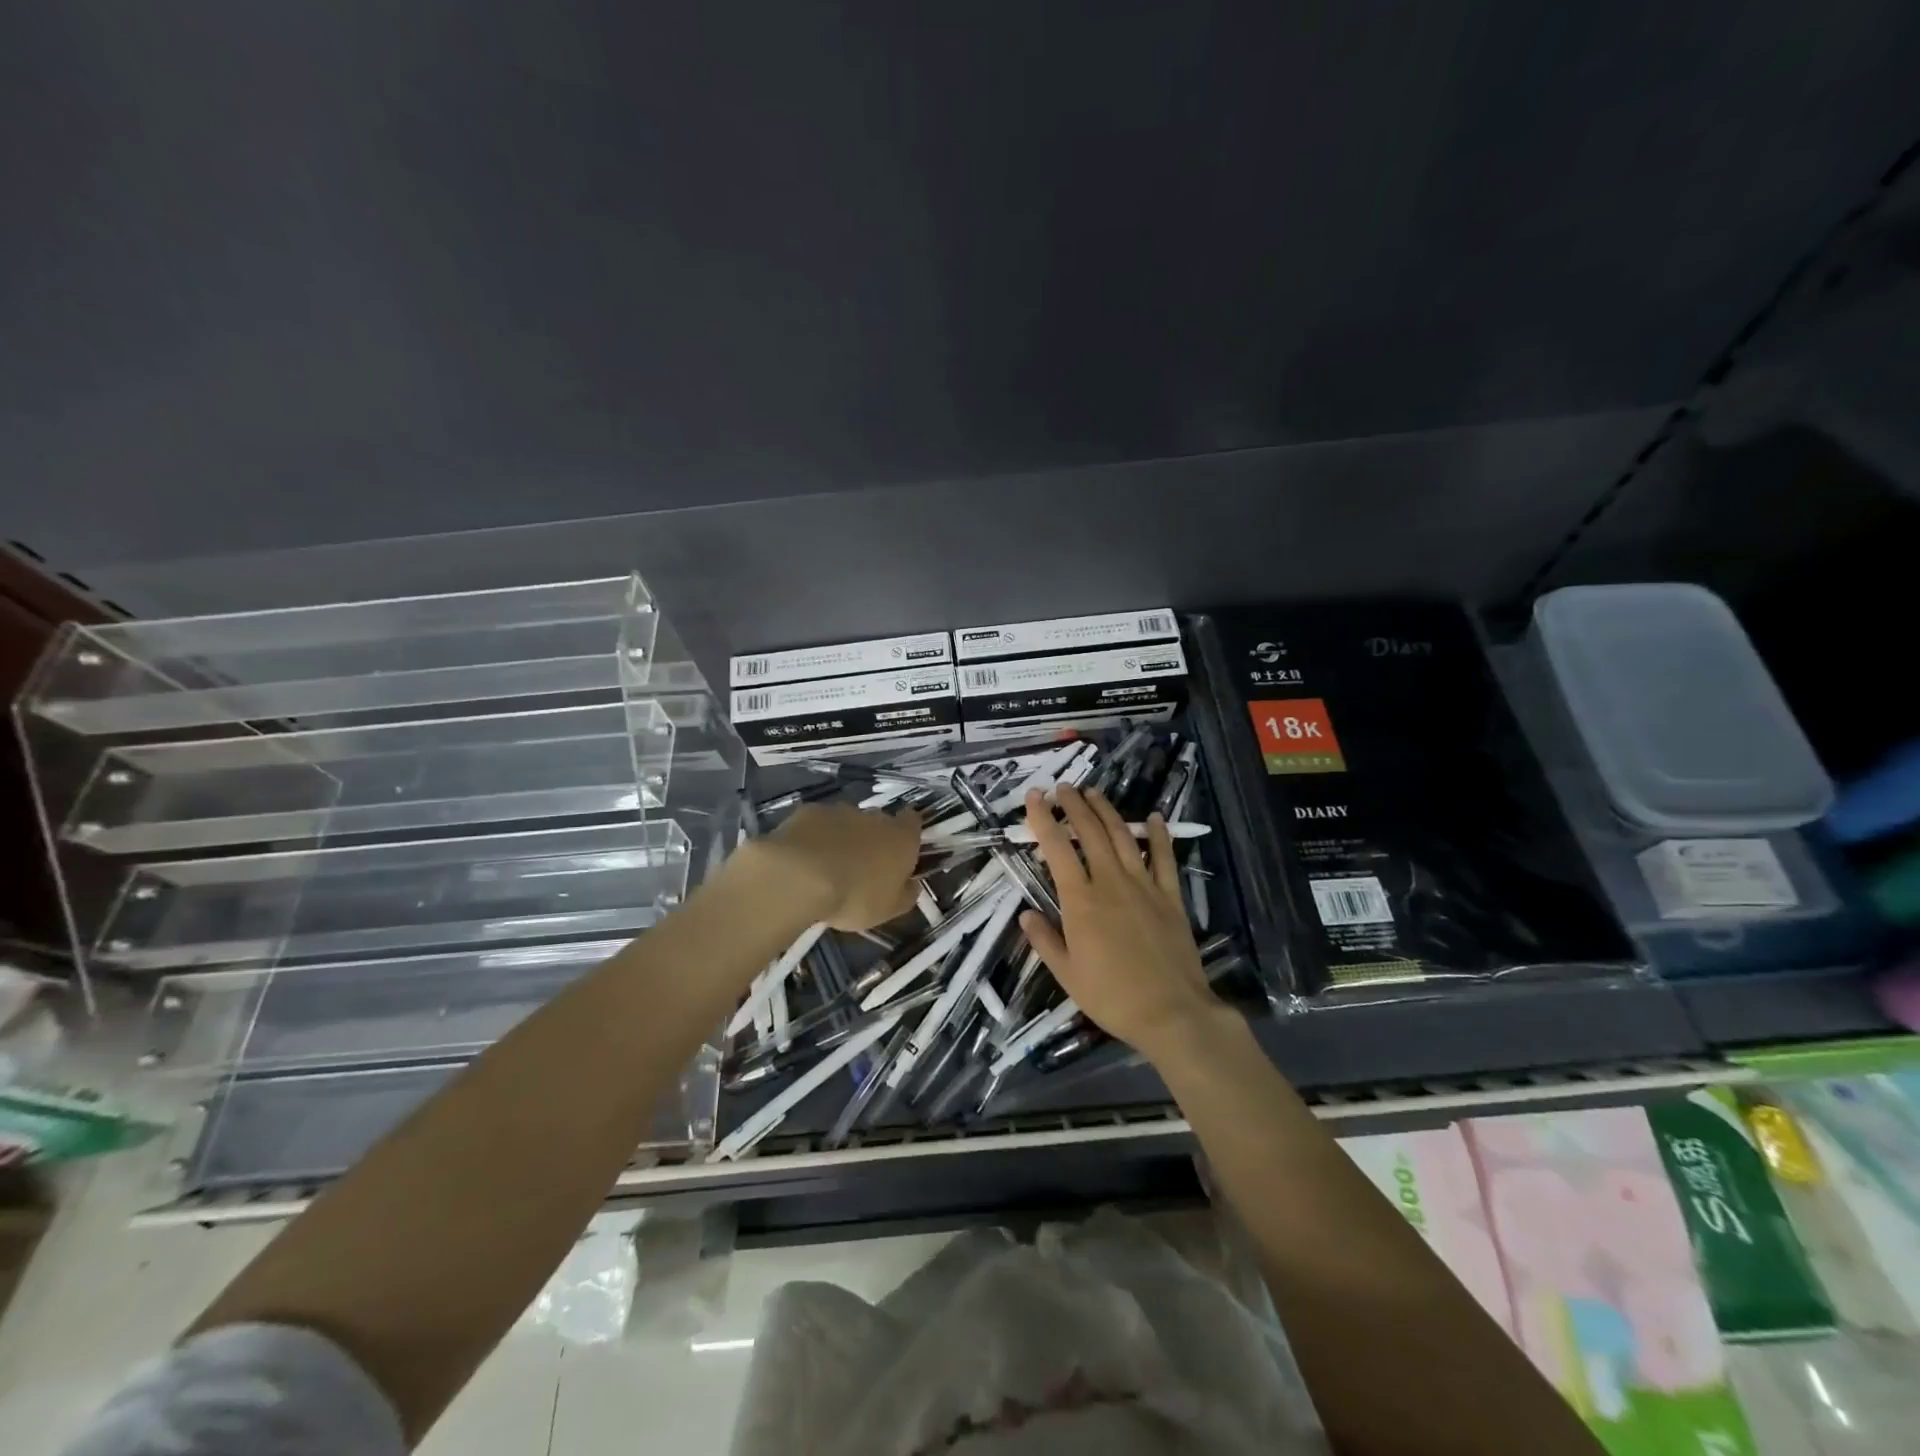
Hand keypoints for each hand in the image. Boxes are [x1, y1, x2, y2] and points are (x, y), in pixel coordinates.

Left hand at [756, 801, 922, 929]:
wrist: (800, 877)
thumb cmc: (854, 897)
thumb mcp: (888, 910)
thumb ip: (906, 895)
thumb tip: (912, 885)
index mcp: (901, 839)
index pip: (912, 822)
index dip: (907, 832)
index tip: (900, 847)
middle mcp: (874, 817)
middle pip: (879, 821)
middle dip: (872, 837)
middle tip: (860, 864)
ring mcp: (840, 811)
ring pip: (846, 820)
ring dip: (842, 836)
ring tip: (827, 863)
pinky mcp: (809, 811)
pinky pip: (817, 822)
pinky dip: (814, 835)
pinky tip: (803, 856)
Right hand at [1019, 785, 1224, 1061]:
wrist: (1171, 1012)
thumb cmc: (1112, 996)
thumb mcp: (1067, 975)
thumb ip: (1045, 940)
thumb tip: (1025, 915)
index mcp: (1080, 900)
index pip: (1056, 848)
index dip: (1042, 819)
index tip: (1034, 796)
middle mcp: (1110, 882)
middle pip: (1089, 832)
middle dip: (1074, 805)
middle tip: (1063, 787)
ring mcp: (1144, 885)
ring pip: (1122, 836)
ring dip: (1107, 811)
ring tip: (1094, 792)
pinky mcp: (1170, 896)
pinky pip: (1164, 857)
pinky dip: (1159, 834)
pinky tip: (1154, 817)